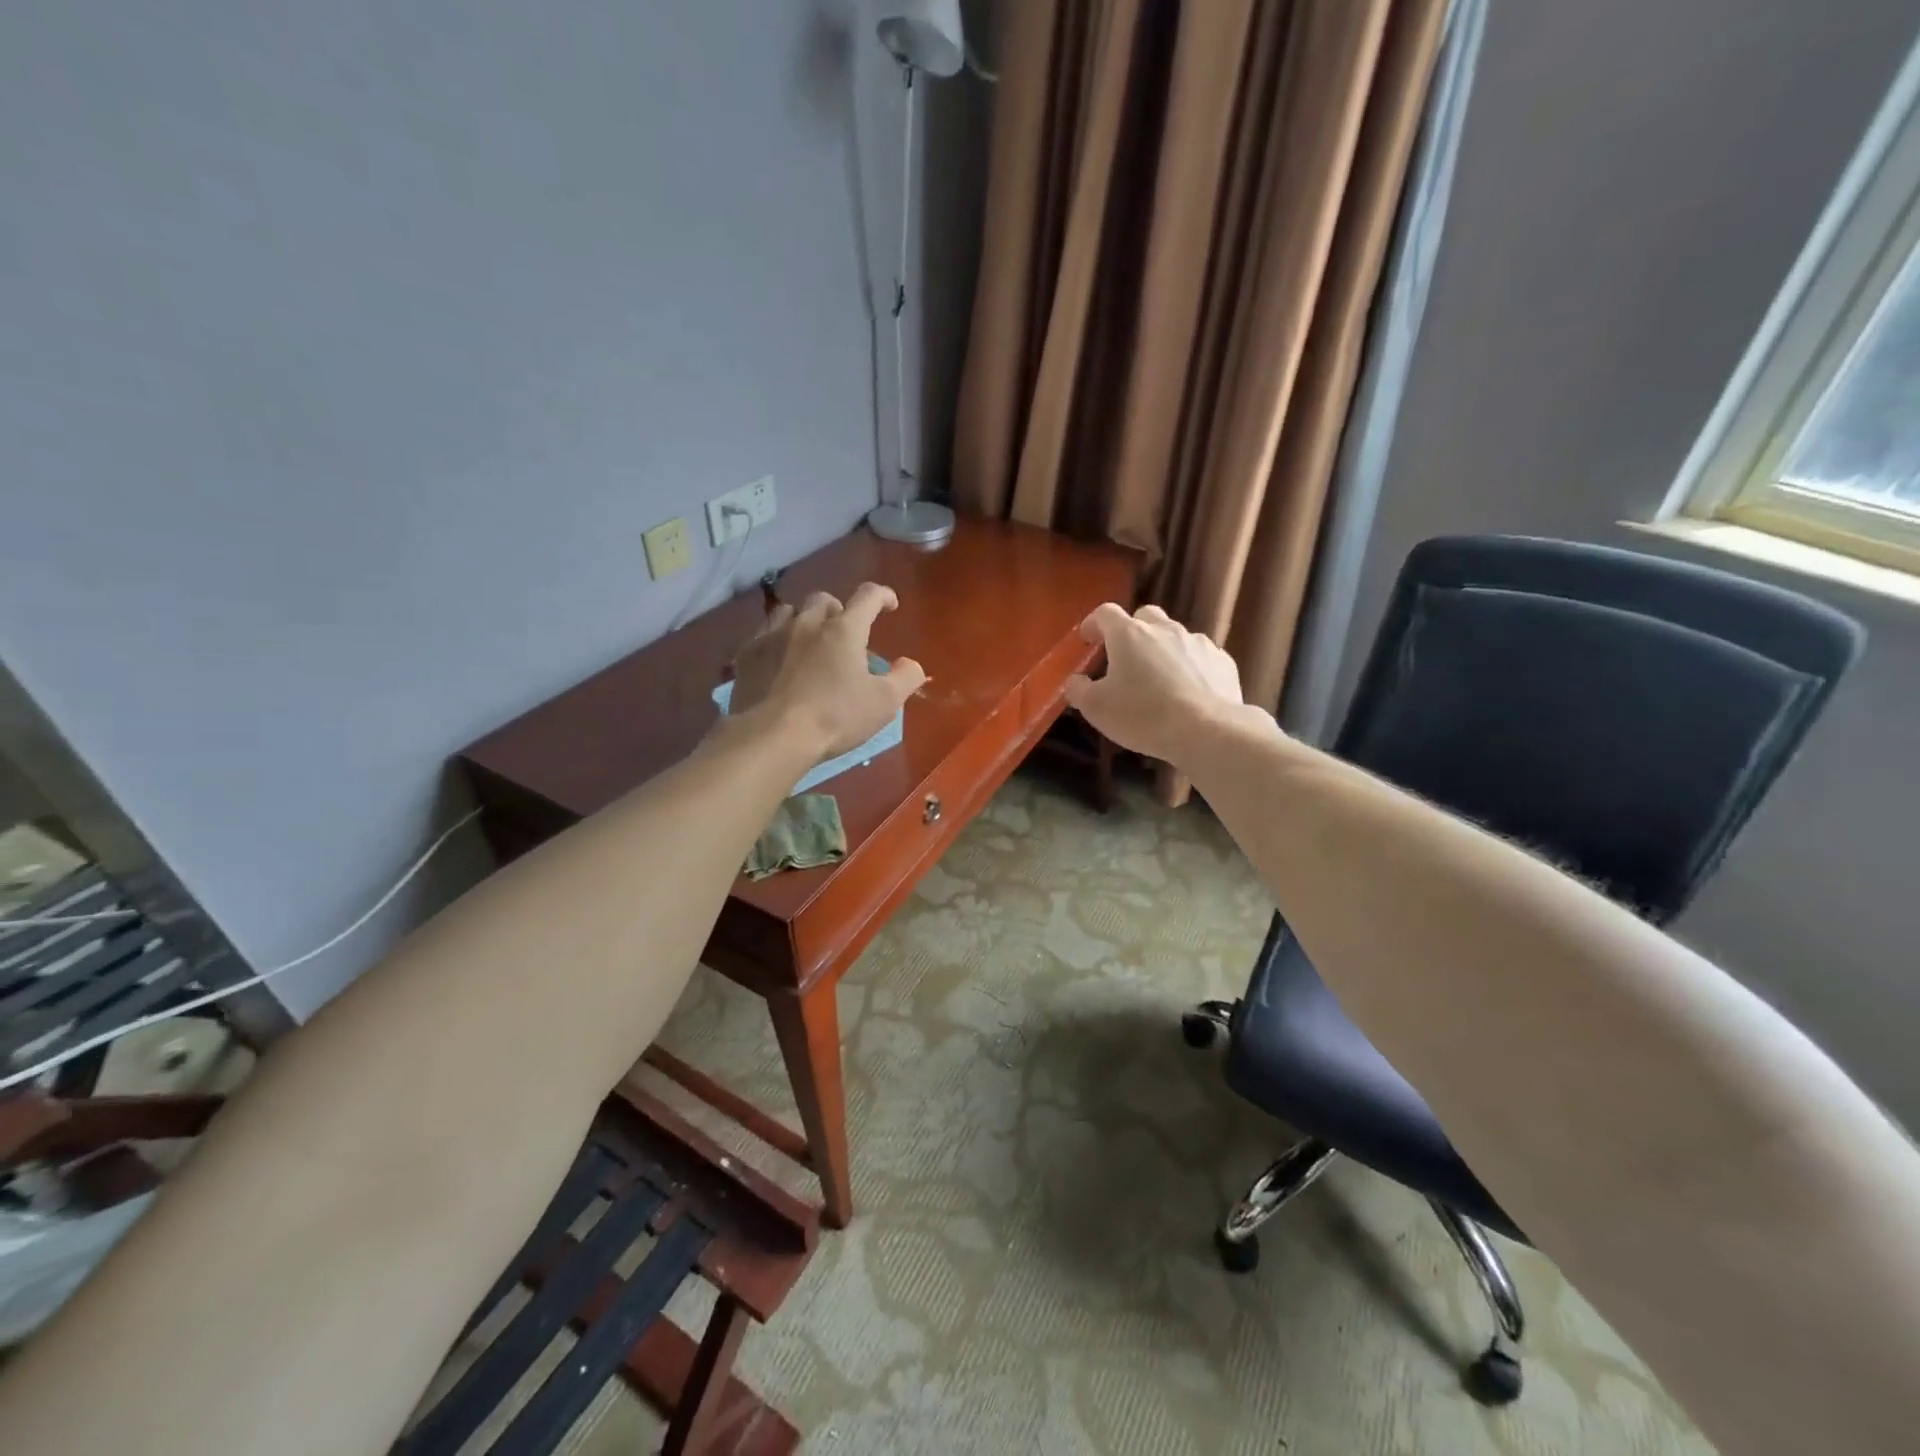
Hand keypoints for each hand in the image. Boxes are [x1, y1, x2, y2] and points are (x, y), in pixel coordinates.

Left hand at [728, 582, 926, 759]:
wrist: (772, 736)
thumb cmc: (835, 717)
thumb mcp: (884, 703)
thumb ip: (905, 678)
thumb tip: (911, 664)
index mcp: (844, 629)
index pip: (868, 596)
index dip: (882, 596)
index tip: (890, 605)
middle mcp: (808, 622)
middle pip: (824, 600)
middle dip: (838, 611)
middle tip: (845, 634)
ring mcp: (773, 635)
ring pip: (790, 611)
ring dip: (804, 620)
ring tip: (809, 641)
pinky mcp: (747, 654)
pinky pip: (763, 633)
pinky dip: (776, 639)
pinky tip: (778, 658)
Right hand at [1065, 603, 1246, 764]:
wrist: (1207, 730)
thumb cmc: (1143, 715)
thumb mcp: (1096, 708)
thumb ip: (1079, 690)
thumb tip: (1076, 681)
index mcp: (1129, 634)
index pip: (1105, 613)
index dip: (1094, 623)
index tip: (1087, 639)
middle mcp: (1164, 629)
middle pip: (1145, 615)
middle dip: (1132, 630)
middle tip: (1125, 657)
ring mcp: (1197, 642)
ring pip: (1175, 636)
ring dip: (1162, 650)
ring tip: (1159, 680)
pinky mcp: (1222, 661)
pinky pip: (1199, 657)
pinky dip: (1189, 667)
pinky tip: (1188, 692)